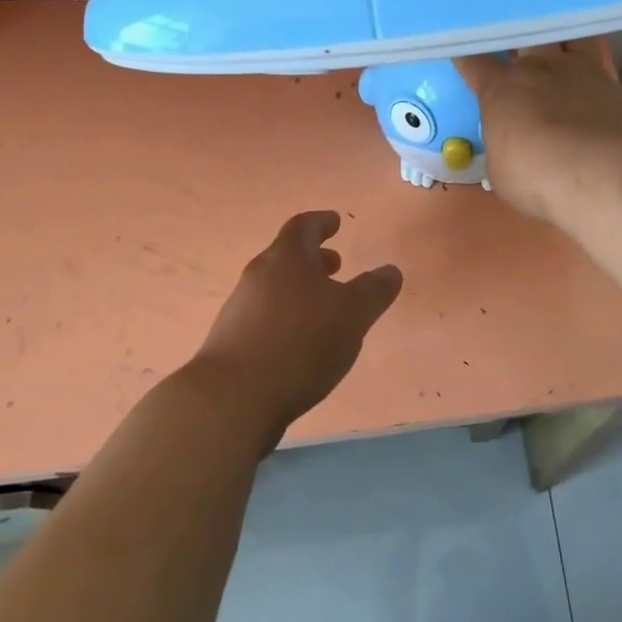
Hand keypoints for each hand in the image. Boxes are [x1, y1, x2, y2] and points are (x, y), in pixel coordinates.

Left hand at [191, 211, 401, 449]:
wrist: (232, 399)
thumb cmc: (299, 343)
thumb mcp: (352, 315)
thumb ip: (374, 291)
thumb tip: (391, 271)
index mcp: (286, 257)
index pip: (304, 226)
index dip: (322, 223)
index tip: (334, 222)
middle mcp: (258, 275)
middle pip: (287, 256)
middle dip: (314, 259)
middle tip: (336, 265)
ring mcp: (240, 308)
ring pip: (275, 287)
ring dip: (300, 289)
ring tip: (323, 308)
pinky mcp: (231, 342)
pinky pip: (264, 316)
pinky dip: (286, 317)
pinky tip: (300, 343)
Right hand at [456, 42, 621, 226]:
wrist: (604, 173)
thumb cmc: (538, 178)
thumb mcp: (502, 171)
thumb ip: (503, 146)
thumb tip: (510, 143)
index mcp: (500, 89)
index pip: (473, 59)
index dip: (465, 52)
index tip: (462, 49)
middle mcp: (537, 68)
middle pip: (520, 33)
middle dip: (514, 34)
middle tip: (513, 39)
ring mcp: (577, 69)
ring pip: (564, 34)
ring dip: (557, 37)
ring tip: (557, 42)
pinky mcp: (611, 81)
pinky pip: (597, 57)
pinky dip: (590, 63)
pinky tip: (590, 75)